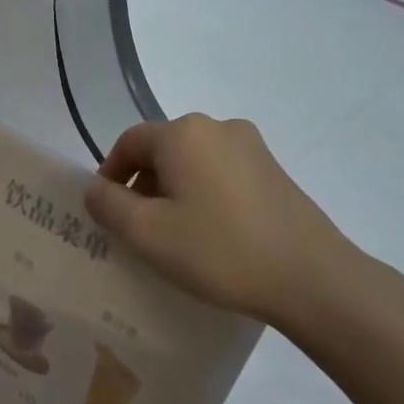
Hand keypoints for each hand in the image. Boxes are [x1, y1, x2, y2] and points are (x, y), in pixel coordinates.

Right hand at [85, 113, 382, 338]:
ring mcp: (253, 148)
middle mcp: (219, 127)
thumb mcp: (147, 233)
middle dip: (141, 185)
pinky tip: (208, 235)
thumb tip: (94, 188)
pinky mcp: (274, 172)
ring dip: (172, 192)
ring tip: (172, 236)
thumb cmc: (217, 251)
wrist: (308, 276)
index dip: (109, 174)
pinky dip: (202, 196)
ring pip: (193, 163)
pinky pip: (221, 175)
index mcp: (184, 133)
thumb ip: (108, 205)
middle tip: (135, 230)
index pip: (129, 142)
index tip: (105, 211)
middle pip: (163, 150)